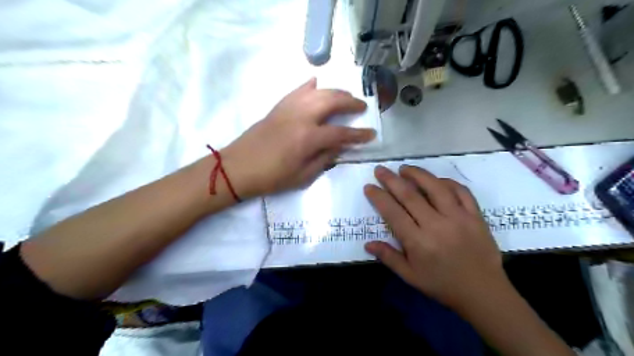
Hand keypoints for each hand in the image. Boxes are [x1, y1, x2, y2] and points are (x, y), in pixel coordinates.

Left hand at [222, 78, 371, 198]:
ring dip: (335, 91)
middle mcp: (301, 117)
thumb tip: (340, 147)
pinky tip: (317, 83)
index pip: (341, 133)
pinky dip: (310, 86)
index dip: (359, 135)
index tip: (371, 134)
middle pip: (332, 101)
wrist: (238, 168)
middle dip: (351, 102)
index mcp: (308, 138)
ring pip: (317, 91)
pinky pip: (297, 90)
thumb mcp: (302, 176)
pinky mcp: (278, 107)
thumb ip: (324, 159)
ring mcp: (288, 108)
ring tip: (346, 96)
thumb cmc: (271, 177)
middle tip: (361, 107)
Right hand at [367, 166, 505, 310]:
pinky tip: (436, 180)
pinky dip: (447, 182)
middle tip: (380, 170)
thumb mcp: (410, 276)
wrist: (483, 293)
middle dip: (391, 180)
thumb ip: (389, 258)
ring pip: (436, 188)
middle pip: (410, 196)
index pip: (393, 213)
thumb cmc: (442, 285)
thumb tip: (367, 244)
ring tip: (404, 168)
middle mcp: (437, 225)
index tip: (369, 186)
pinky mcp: (476, 216)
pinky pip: (461, 191)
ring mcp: (459, 218)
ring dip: (418, 174)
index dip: (379, 197)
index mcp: (418, 242)